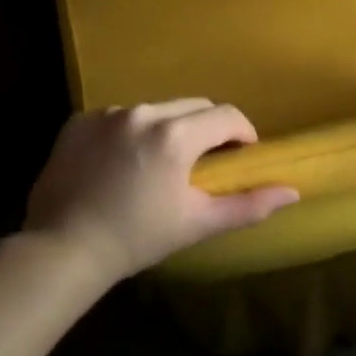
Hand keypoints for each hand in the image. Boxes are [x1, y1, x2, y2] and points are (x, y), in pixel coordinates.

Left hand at [25, 100, 298, 284]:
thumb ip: (248, 205)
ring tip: (162, 163)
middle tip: (206, 161)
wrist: (62, 250)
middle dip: (209, 128)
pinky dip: (132, 131)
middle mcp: (142, 113)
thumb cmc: (137, 238)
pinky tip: (124, 162)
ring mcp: (107, 114)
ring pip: (157, 109)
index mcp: (175, 135)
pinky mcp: (79, 122)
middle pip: (194, 105)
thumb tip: (293, 193)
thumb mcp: (197, 223)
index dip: (243, 133)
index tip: (241, 156)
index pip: (227, 115)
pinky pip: (121, 116)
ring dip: (170, 127)